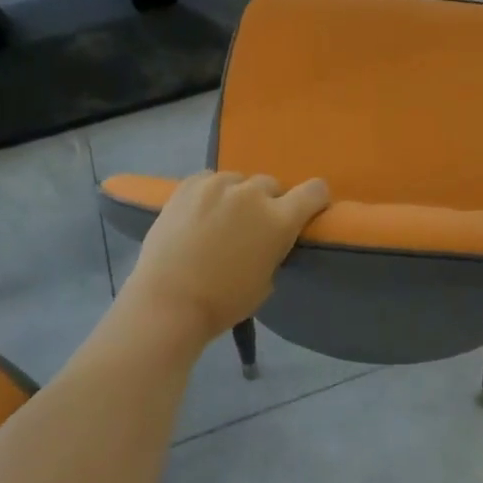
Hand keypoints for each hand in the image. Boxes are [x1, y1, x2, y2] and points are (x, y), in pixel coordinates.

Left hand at [121, 171, 329, 345]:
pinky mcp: (190, 184)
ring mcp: (219, 184)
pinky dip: (210, 193)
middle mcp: (253, 194)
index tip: (306, 211)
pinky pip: (210, 180)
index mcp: (279, 220)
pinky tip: (198, 213)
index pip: (315, 191)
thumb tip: (268, 237)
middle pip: (272, 185)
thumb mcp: (266, 281)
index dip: (314, 199)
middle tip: (251, 227)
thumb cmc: (222, 303)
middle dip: (268, 202)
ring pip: (239, 181)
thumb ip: (274, 248)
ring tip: (219, 220)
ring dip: (237, 197)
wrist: (167, 302)